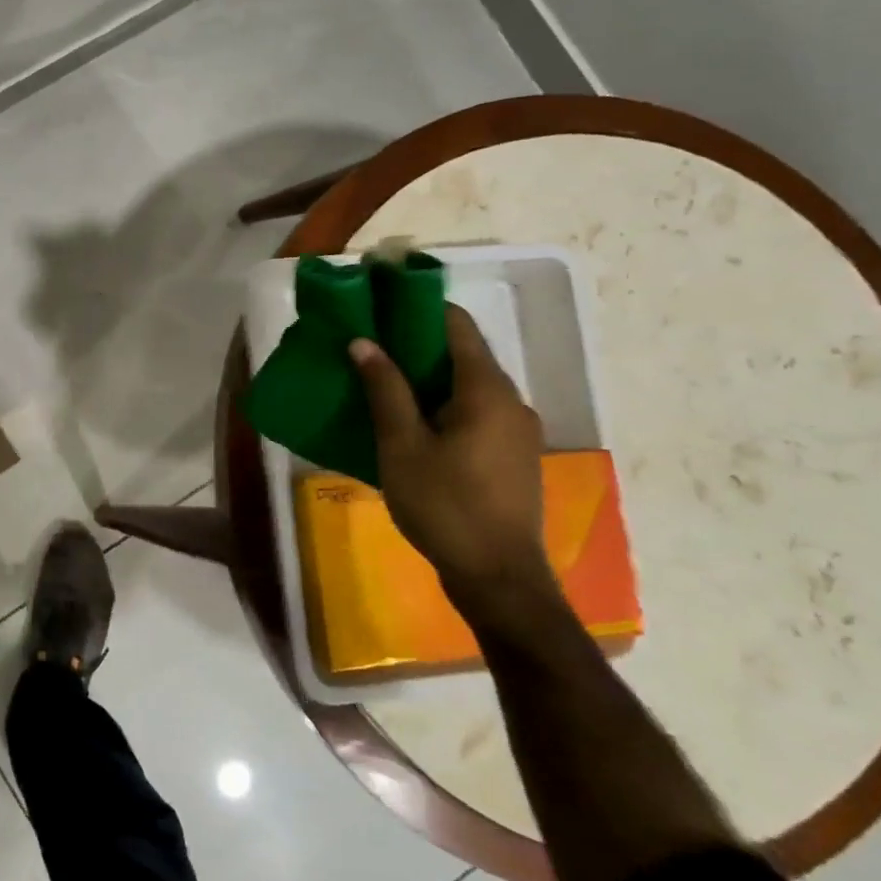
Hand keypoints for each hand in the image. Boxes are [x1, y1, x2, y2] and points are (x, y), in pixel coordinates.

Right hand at [350, 306, 553, 611]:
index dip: (419, 308)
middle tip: (370, 345)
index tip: (381, 303)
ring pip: (469, 386)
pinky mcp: (513, 455)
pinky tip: (411, 423)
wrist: (498, 577)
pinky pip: (476, 412)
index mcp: (487, 391)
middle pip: (463, 354)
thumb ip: (384, 390)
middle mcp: (511, 401)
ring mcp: (517, 431)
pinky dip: (443, 404)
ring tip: (382, 382)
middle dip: (416, 344)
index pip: (457, 326)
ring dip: (428, 378)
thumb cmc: (445, 505)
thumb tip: (364, 341)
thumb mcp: (402, 446)